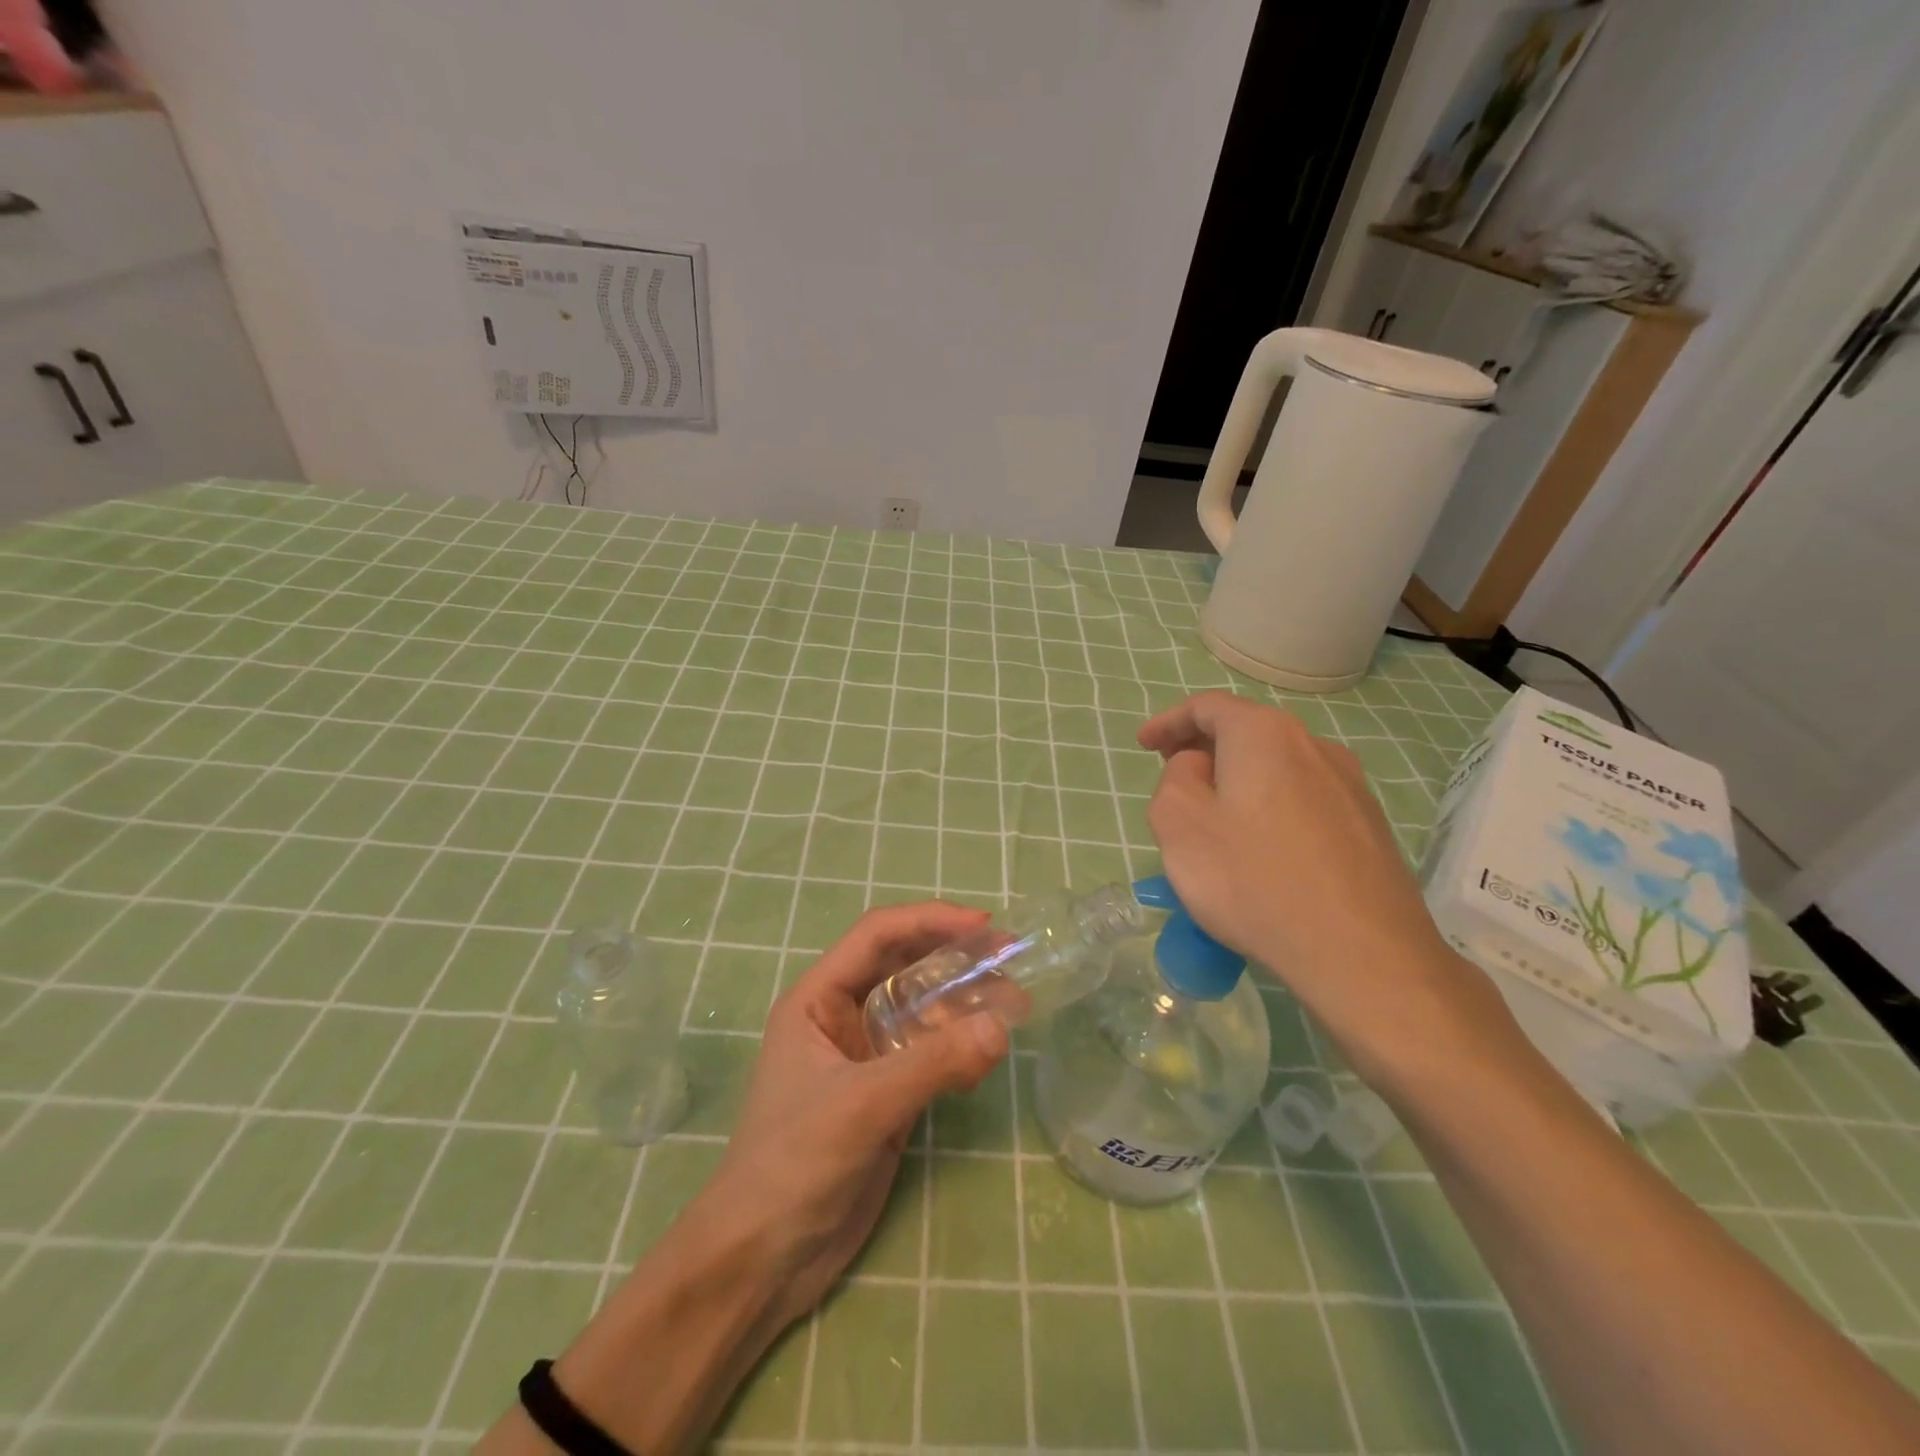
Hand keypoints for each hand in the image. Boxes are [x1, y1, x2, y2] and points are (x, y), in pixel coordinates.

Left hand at [708, 900, 1009, 1324]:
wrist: (762, 1260)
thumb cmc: (793, 1164)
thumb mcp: (861, 1105)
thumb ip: (932, 1064)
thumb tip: (1002, 1026)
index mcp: (818, 999)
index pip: (877, 936)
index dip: (929, 920)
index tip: (983, 925)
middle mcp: (842, 1016)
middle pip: (905, 966)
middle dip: (955, 958)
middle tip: (1011, 958)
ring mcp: (866, 1056)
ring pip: (923, 1009)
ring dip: (965, 1002)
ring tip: (1016, 1005)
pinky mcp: (886, 1093)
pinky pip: (931, 1052)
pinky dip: (960, 1046)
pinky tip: (987, 1056)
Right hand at [1139, 691, 1512, 1084]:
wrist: (1362, 954)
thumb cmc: (1253, 880)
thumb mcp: (1179, 825)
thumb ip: (1174, 780)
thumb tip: (1199, 767)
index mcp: (1263, 734)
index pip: (1207, 706)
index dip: (1169, 721)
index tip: (1143, 745)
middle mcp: (1313, 745)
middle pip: (1246, 733)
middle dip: (1203, 751)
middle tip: (1174, 781)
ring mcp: (1350, 785)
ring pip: (1277, 769)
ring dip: (1239, 783)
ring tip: (1216, 823)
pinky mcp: (1369, 826)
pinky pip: (1304, 802)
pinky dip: (1271, 810)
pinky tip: (1262, 853)